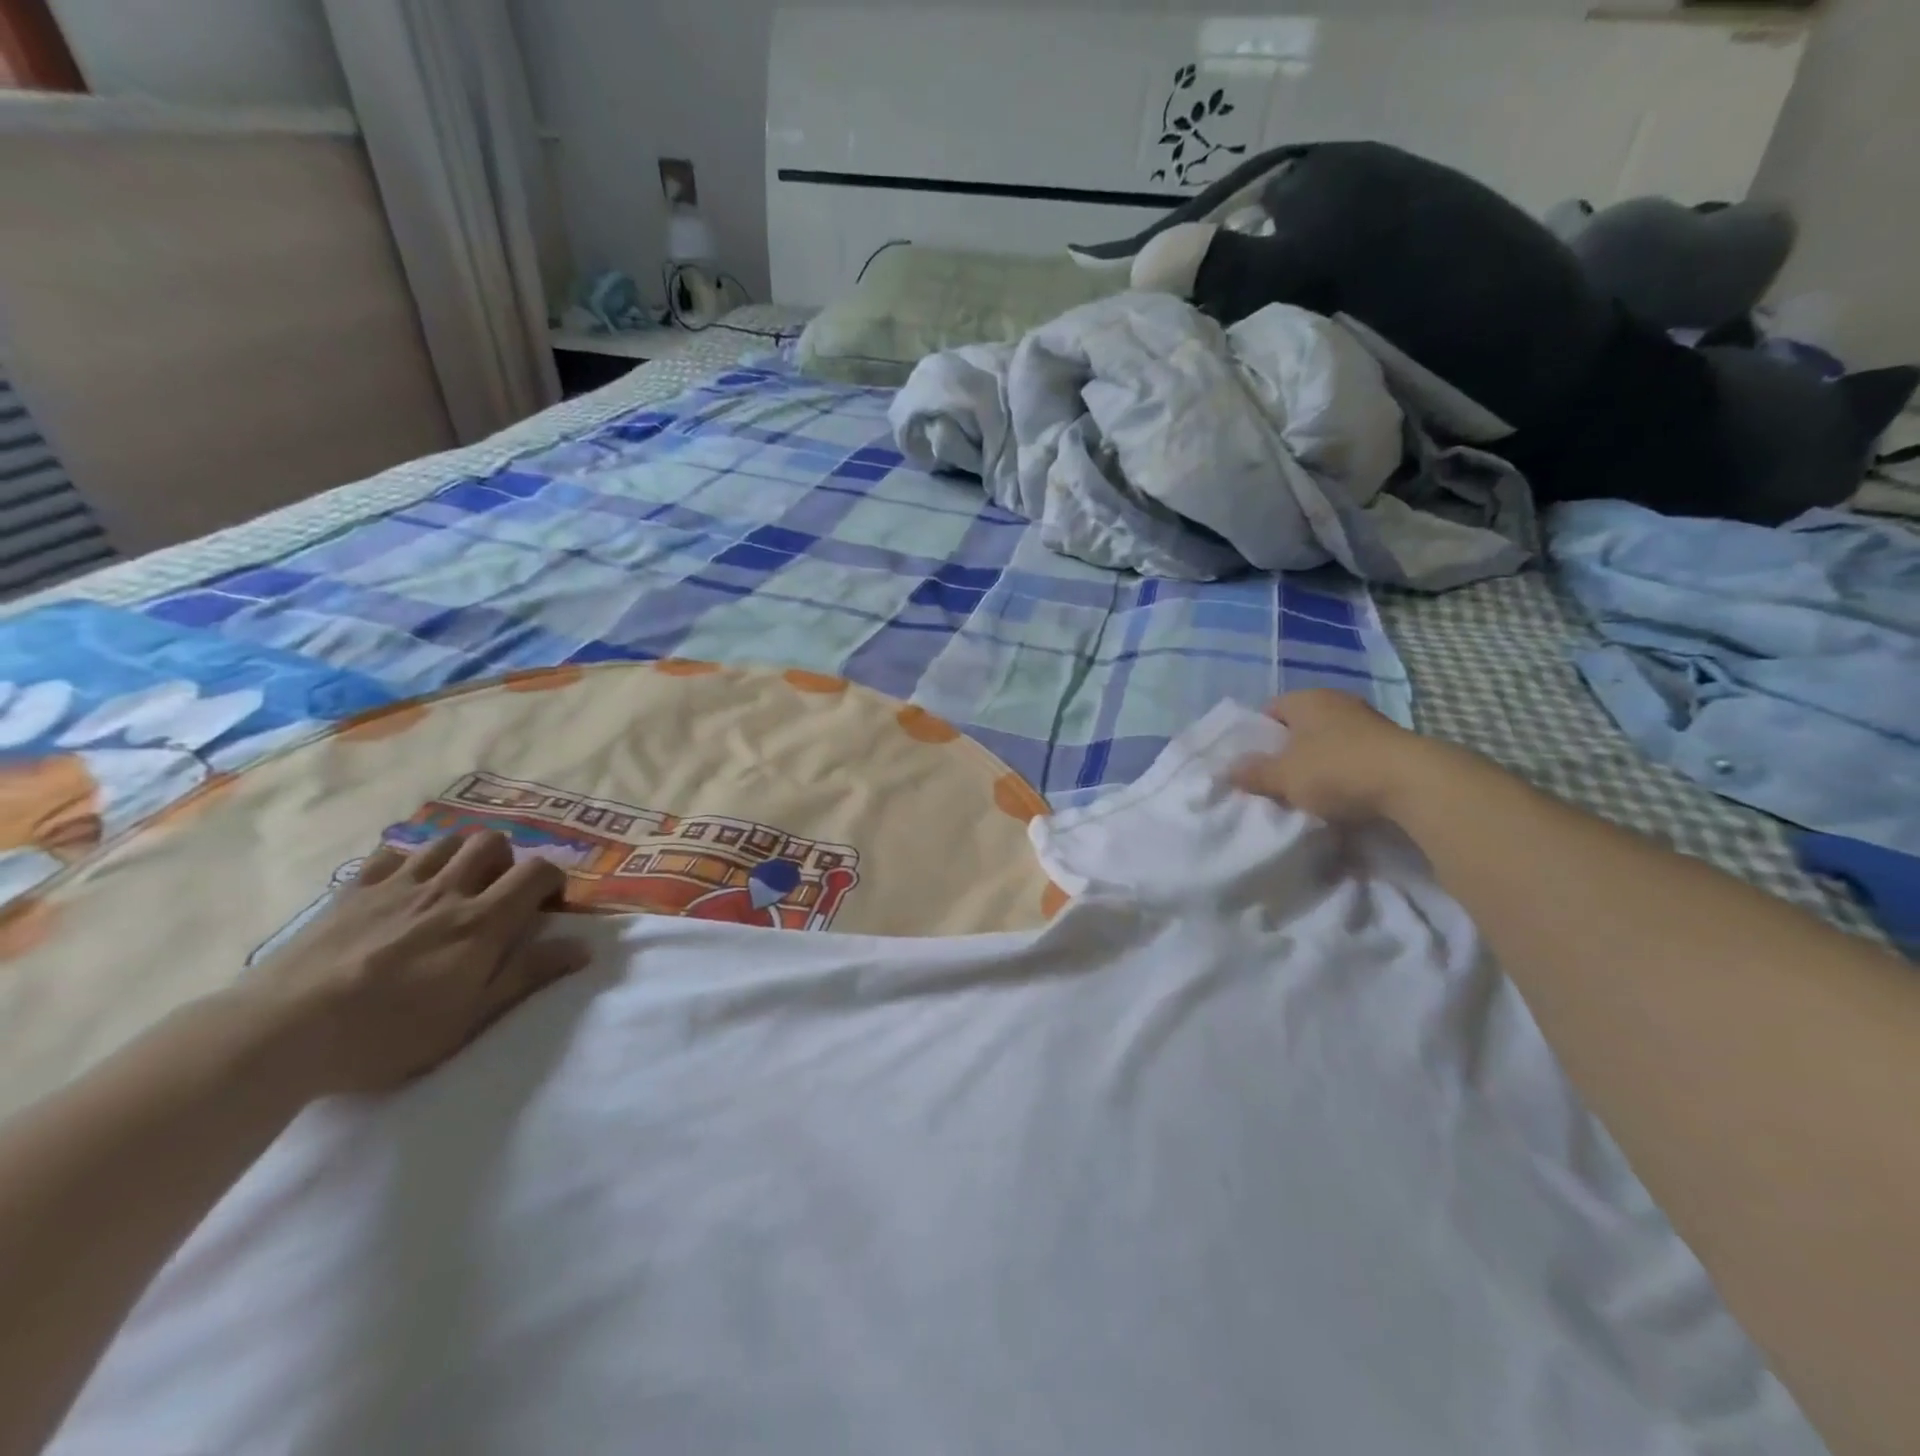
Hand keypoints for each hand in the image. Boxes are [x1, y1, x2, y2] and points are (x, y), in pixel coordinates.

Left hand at [244, 832, 590, 1096]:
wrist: (281, 1033)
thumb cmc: (388, 1034)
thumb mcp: (470, 1017)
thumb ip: (529, 975)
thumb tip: (584, 947)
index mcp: (482, 921)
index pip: (538, 871)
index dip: (553, 880)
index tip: (548, 907)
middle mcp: (446, 890)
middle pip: (492, 842)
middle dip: (506, 860)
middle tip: (498, 894)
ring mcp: (396, 886)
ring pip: (445, 841)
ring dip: (461, 855)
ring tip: (455, 886)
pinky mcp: (351, 891)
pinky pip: (390, 854)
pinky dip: (408, 862)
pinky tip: (403, 888)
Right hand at [1231, 689, 1433, 823]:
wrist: (1413, 783)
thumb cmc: (1336, 770)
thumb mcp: (1284, 777)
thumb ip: (1255, 773)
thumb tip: (1229, 769)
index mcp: (1307, 700)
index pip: (1271, 709)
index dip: (1258, 734)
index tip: (1254, 762)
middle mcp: (1338, 702)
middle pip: (1302, 725)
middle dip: (1289, 749)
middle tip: (1278, 778)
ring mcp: (1369, 720)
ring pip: (1330, 739)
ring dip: (1320, 761)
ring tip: (1310, 790)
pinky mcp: (1393, 743)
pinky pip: (1356, 754)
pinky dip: (1346, 770)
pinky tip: (1343, 794)